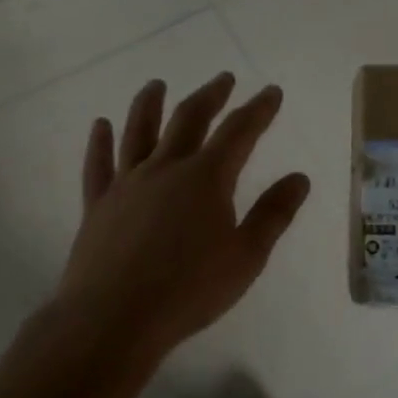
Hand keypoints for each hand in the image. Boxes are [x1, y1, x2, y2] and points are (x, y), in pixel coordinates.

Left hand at [54, 72, 310, 369]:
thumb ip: (273, 214)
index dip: (258, 109)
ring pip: (138, 131)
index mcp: (206, 178)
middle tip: (224, 79)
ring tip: (157, 84)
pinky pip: (98, 165)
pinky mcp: (98, 205)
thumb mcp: (246, 256)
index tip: (271, 91)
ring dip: (150, 104)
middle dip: (210, 96)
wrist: (115, 318)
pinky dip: (99, 142)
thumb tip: (299, 177)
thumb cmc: (189, 290)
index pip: (239, 132)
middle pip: (189, 120)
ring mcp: (127, 184)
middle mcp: (165, 169)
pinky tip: (100, 125)